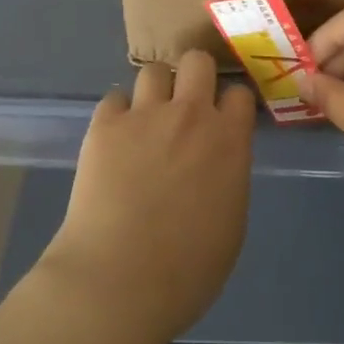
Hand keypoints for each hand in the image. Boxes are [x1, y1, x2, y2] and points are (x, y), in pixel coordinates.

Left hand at [39, 51, 256, 343]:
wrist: (119, 281)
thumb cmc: (188, 269)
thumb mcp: (232, 222)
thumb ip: (230, 177)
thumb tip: (218, 164)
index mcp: (229, 140)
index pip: (239, 93)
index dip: (230, 104)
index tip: (223, 118)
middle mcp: (190, 115)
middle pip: (197, 61)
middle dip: (194, 77)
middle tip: (186, 105)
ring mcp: (144, 116)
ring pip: (153, 71)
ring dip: (155, 91)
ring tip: (147, 120)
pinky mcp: (104, 126)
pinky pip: (114, 98)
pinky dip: (118, 114)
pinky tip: (116, 140)